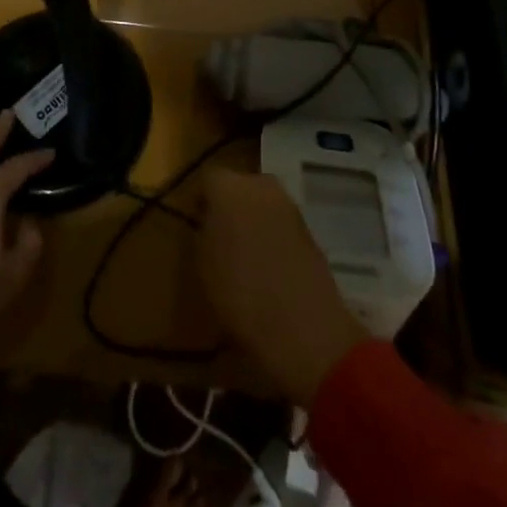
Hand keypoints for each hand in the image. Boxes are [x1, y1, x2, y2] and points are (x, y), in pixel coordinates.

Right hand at [198, 169, 368, 403]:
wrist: (303, 327)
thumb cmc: (239, 293)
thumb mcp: (203, 265)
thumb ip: (204, 232)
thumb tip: (210, 223)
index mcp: (229, 187)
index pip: (208, 179)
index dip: (201, 200)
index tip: (196, 222)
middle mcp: (261, 185)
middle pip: (239, 186)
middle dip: (230, 206)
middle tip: (221, 236)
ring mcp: (290, 205)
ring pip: (263, 204)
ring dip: (254, 220)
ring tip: (245, 254)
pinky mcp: (310, 229)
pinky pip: (281, 224)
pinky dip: (274, 237)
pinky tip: (269, 265)